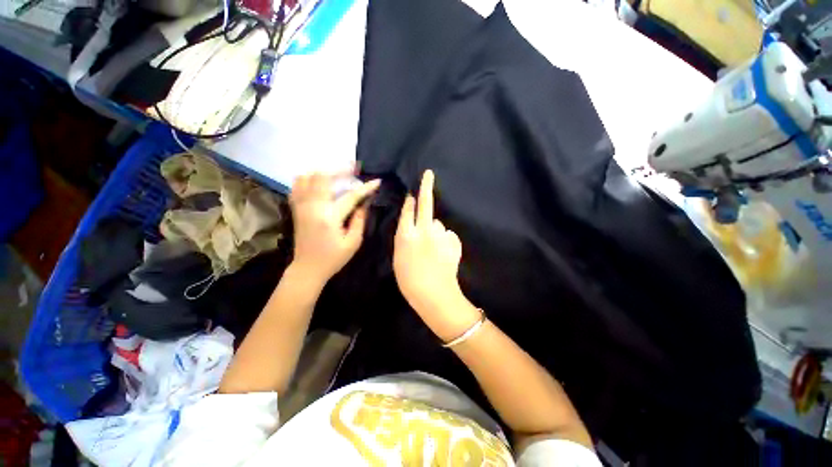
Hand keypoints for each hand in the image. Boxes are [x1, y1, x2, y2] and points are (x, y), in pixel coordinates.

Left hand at [290, 172, 379, 284]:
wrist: (307, 268)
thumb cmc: (333, 258)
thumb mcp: (353, 243)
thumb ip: (360, 220)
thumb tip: (364, 203)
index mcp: (330, 218)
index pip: (351, 196)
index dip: (366, 188)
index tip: (377, 181)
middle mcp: (313, 207)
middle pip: (324, 177)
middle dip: (341, 169)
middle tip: (354, 168)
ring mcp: (301, 206)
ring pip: (308, 177)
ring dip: (324, 171)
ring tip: (337, 173)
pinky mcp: (296, 208)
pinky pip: (297, 185)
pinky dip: (308, 178)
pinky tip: (319, 181)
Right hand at [394, 170, 479, 340]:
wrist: (434, 294)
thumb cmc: (410, 280)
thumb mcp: (399, 258)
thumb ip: (406, 238)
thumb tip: (414, 225)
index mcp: (406, 235)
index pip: (408, 211)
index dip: (410, 200)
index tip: (413, 191)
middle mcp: (423, 230)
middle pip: (425, 204)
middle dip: (426, 187)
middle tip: (428, 174)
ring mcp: (440, 235)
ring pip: (437, 225)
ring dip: (435, 231)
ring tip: (435, 250)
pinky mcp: (453, 241)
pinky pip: (447, 235)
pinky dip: (445, 241)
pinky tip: (444, 254)